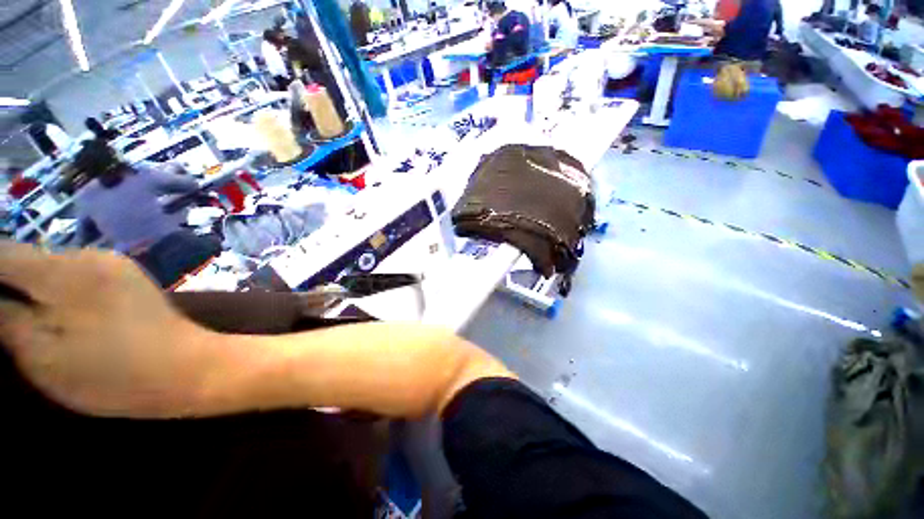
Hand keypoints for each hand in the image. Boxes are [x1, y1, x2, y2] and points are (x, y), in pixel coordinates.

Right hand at [0, 242, 217, 417]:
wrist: (190, 367)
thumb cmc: (113, 373)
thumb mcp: (43, 357)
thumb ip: (6, 320)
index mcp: (61, 270)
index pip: (2, 253)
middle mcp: (89, 255)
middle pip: (27, 258)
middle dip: (5, 281)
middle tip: (4, 315)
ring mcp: (113, 264)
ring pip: (52, 267)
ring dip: (31, 286)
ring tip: (20, 315)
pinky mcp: (128, 278)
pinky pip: (78, 275)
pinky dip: (57, 290)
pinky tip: (57, 313)